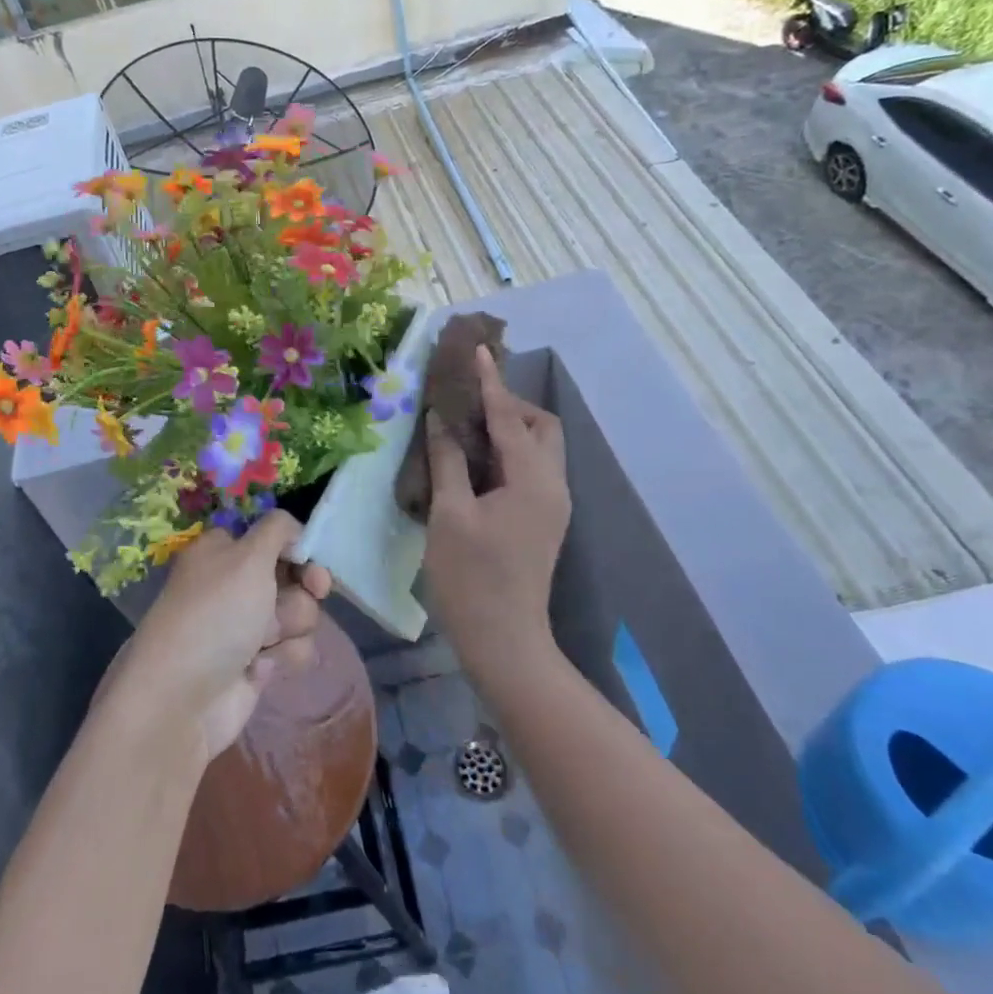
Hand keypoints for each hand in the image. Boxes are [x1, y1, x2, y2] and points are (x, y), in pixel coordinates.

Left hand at [107, 511, 331, 766]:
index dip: (297, 547)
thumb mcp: (248, 556)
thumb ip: (278, 530)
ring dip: (292, 625)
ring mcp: (246, 625)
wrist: (182, 699)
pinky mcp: (256, 663)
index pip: (273, 537)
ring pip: (299, 614)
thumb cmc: (216, 614)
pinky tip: (260, 667)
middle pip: (294, 576)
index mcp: (224, 551)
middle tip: (312, 591)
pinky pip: (292, 649)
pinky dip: (282, 656)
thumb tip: (294, 530)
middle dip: (303, 588)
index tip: (310, 558)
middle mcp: (235, 584)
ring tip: (266, 641)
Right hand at [422, 346, 569, 683]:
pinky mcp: (543, 519)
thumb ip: (448, 460)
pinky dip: (509, 451)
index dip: (491, 382)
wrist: (504, 643)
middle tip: (468, 403)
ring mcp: (551, 505)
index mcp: (532, 480)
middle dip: (510, 404)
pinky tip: (476, 459)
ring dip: (510, 427)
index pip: (510, 417)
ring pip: (539, 447)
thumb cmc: (471, 578)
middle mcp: (552, 485)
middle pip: (541, 426)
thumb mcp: (450, 515)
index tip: (478, 350)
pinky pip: (531, 468)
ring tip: (468, 425)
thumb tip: (440, 419)